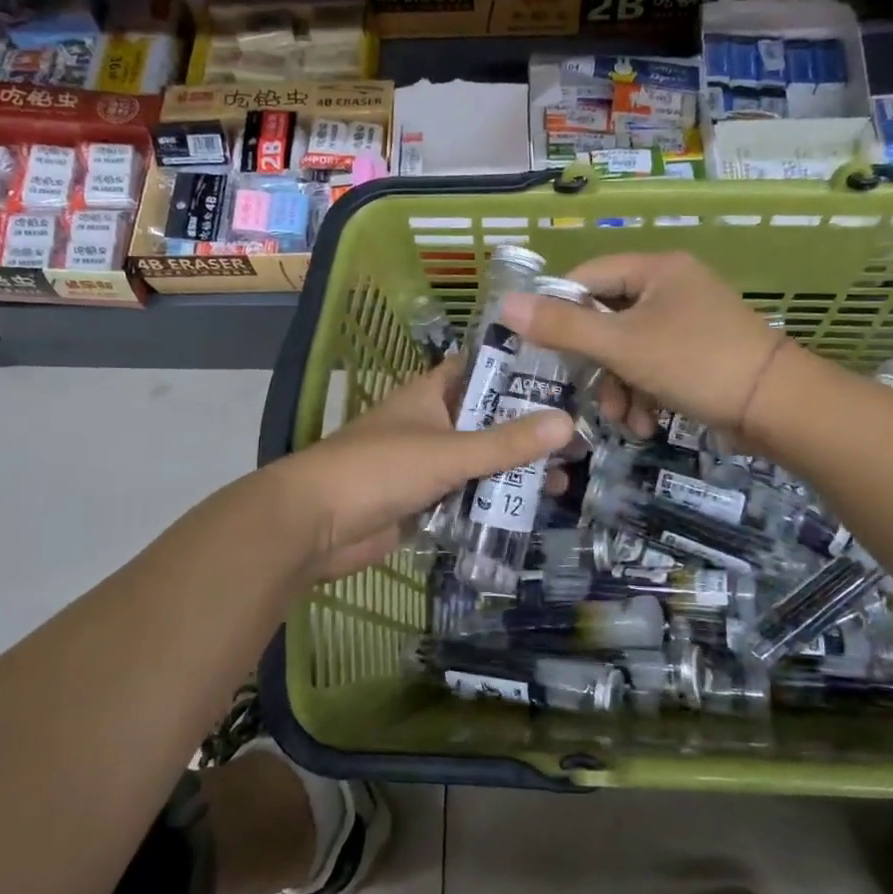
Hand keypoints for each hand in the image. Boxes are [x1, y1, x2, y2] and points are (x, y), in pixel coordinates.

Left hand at [271, 362, 574, 580]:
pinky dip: (492, 502)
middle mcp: (429, 424)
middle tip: (578, 438)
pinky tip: (531, 509)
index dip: (516, 369)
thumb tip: (567, 422)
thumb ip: (506, 442)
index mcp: (429, 395)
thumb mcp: (449, 451)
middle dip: (526, 430)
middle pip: (486, 420)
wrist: (314, 525)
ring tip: (566, 478)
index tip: (563, 375)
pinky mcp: (422, 502)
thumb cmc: (379, 470)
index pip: (478, 369)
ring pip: (479, 462)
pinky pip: (466, 497)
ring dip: (513, 471)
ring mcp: (425, 465)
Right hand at [499, 251, 786, 440]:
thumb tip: (505, 304)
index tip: (539, 346)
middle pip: (608, 319)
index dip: (559, 309)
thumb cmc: (695, 362)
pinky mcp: (699, 355)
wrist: (777, 406)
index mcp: (656, 270)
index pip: (588, 277)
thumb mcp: (622, 345)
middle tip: (585, 393)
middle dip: (596, 365)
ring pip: (629, 351)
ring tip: (623, 420)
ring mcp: (688, 323)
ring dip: (619, 388)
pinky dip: (644, 395)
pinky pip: (654, 367)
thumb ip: (563, 327)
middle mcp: (672, 288)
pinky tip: (646, 424)